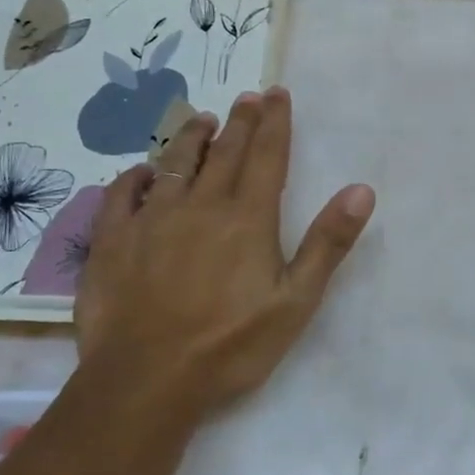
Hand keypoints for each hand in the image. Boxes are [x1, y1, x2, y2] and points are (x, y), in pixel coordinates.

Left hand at [73, 87, 375, 423]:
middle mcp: (199, 205)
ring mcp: (151, 220)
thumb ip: (327, 243)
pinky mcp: (112, 241)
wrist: (146, 381)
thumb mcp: (296, 301)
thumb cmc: (230, 345)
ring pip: (174, 164)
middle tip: (249, 97)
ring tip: (203, 120)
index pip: (266, 155)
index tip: (277, 93)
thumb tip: (361, 190)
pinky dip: (135, 176)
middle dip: (240, 120)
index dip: (274, 122)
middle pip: (224, 151)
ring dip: (191, 138)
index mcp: (247, 218)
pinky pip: (122, 194)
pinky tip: (141, 172)